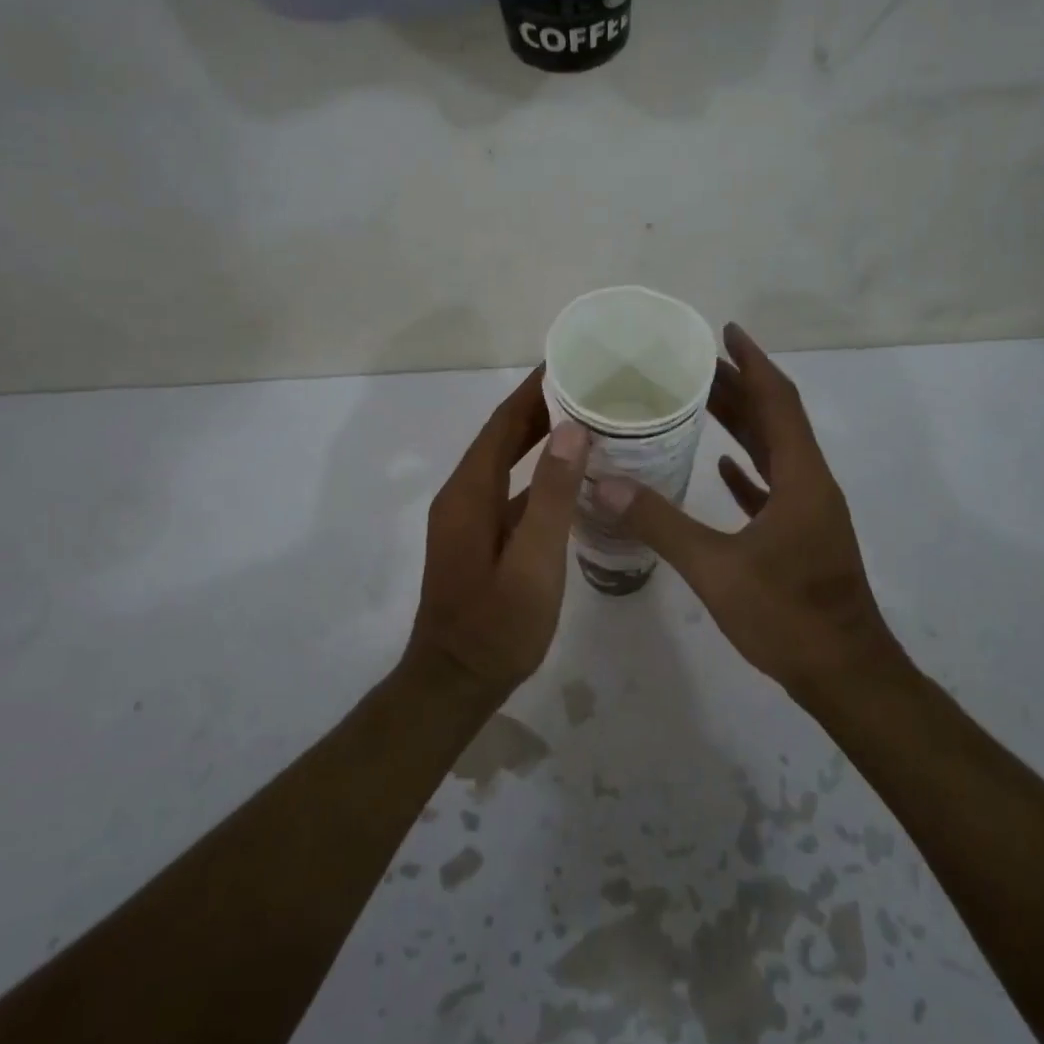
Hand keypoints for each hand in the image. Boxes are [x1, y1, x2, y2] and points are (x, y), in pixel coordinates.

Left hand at [406, 366, 590, 693]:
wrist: (456, 682)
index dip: (532, 390)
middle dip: (539, 406)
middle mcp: (463, 495)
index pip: (502, 423)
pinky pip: (510, 489)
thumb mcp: (534, 561)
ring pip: (506, 462)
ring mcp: (469, 518)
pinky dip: (537, 472)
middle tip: (587, 384)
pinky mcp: (480, 538)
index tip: (568, 361)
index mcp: (470, 492)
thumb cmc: (498, 625)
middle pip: (502, 436)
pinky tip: (570, 475)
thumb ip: (552, 495)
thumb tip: (571, 428)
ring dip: (539, 436)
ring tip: (585, 417)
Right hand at [595, 324, 907, 696]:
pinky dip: (748, 469)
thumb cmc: (788, 616)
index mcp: (800, 477)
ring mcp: (809, 511)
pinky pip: (773, 486)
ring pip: (773, 451)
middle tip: (694, 364)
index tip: (726, 331)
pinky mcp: (802, 536)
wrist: (845, 675)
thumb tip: (606, 484)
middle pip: (774, 419)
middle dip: (739, 386)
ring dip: (742, 423)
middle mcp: (810, 483)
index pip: (778, 400)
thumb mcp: (716, 568)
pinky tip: (721, 466)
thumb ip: (661, 523)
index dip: (753, 362)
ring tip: (701, 400)